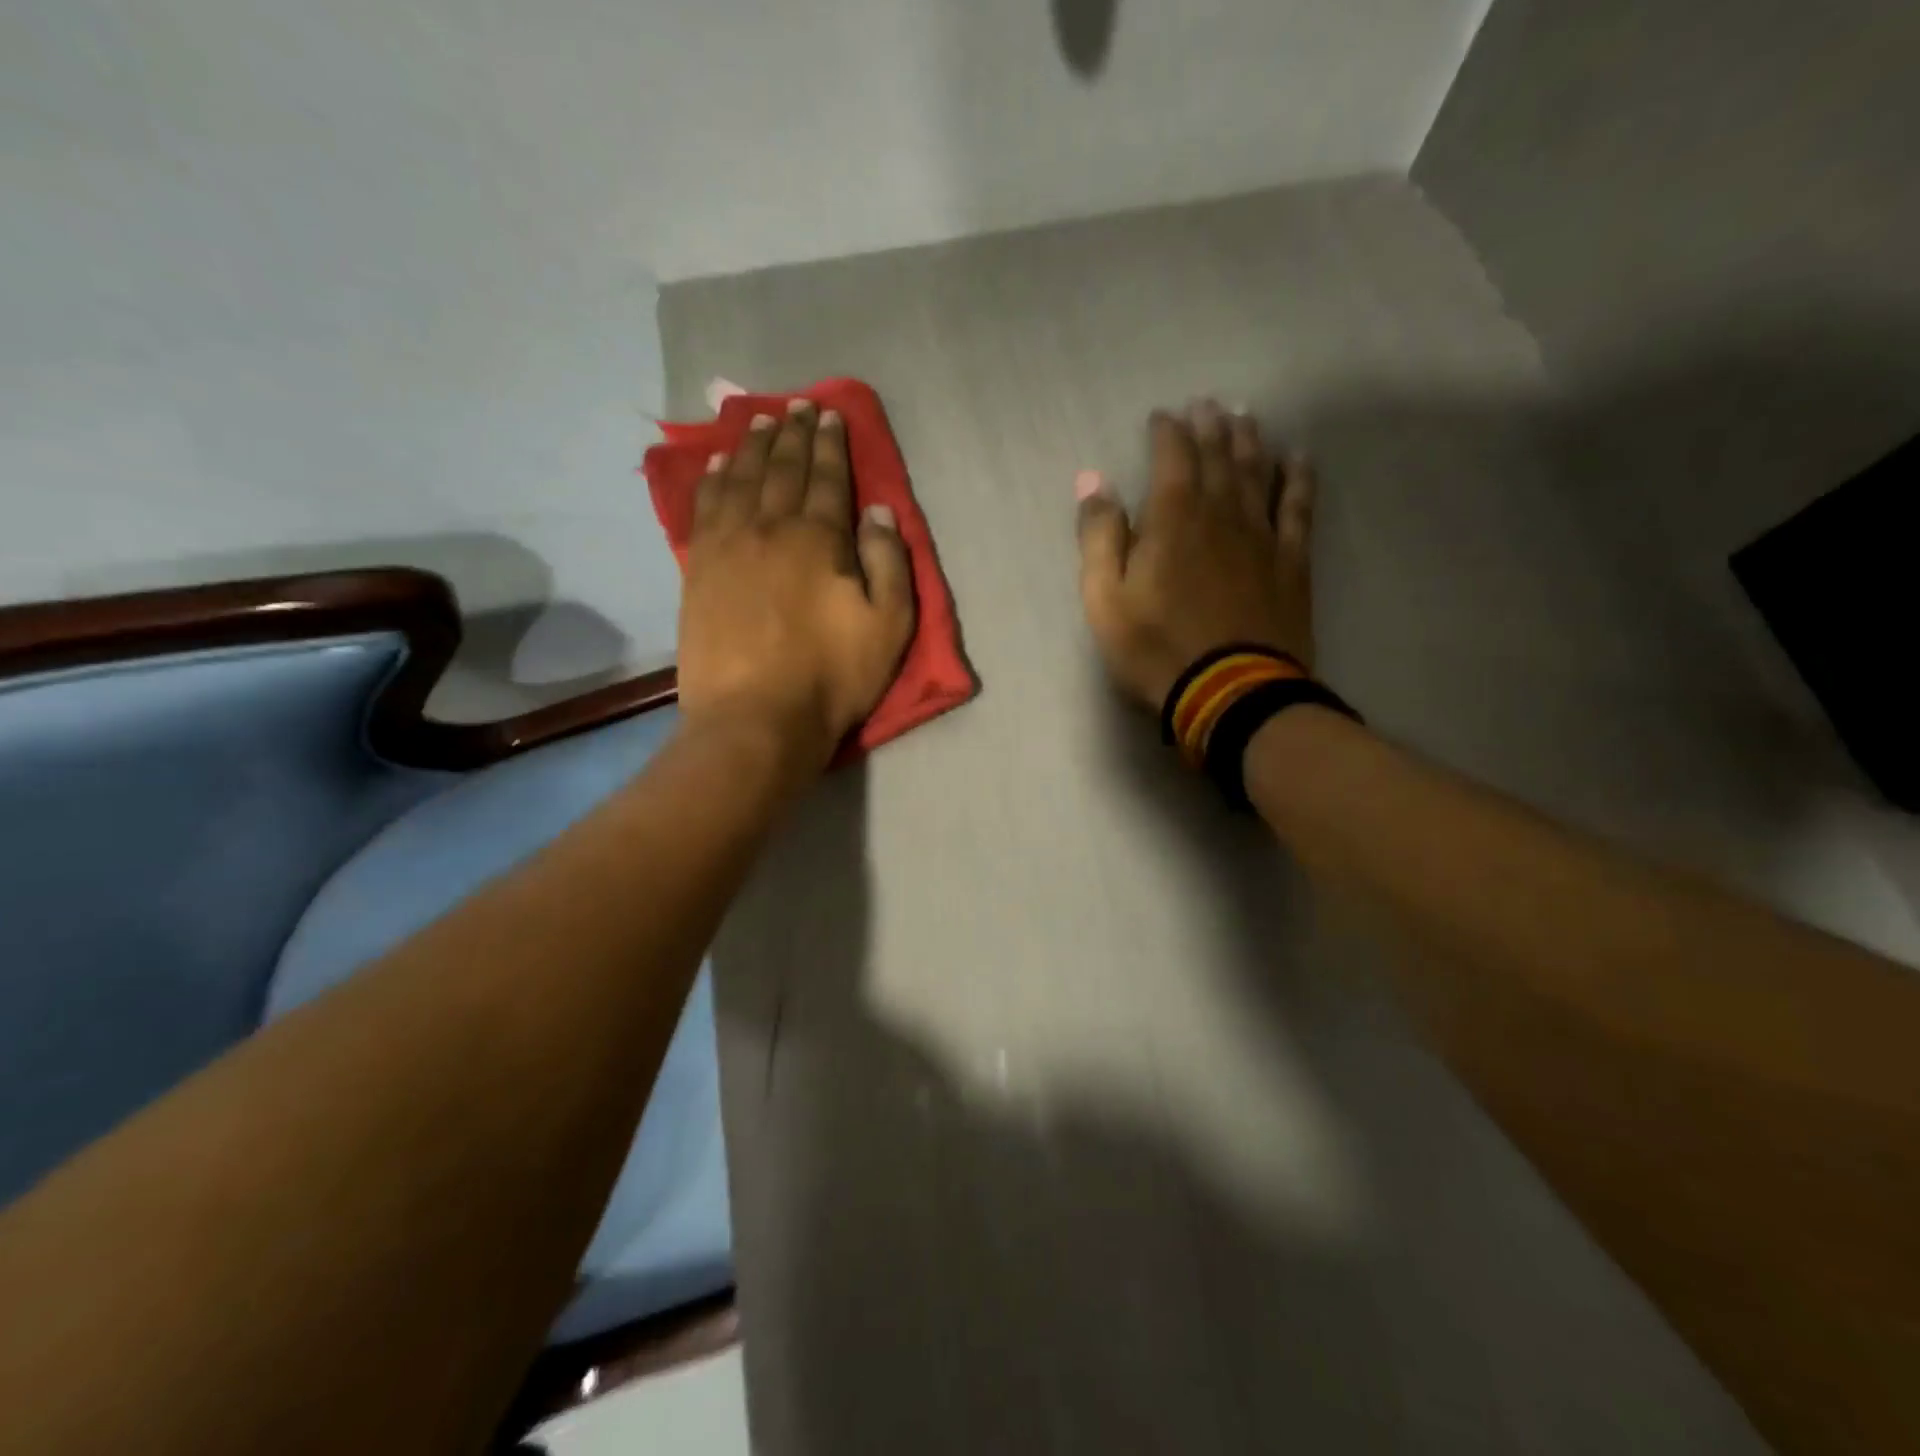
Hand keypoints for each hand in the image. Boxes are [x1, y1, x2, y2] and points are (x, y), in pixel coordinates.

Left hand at [678, 399, 915, 774]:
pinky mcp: (699, 569)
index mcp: (819, 539)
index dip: (832, 444)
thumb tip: (878, 511)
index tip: (831, 415)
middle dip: (793, 433)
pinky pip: (705, 508)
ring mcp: (729, 545)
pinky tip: (718, 464)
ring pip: (741, 478)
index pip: (828, 478)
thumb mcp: (888, 626)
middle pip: (783, 468)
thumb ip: (888, 563)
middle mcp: (771, 527)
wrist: (754, 718)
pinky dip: (713, 479)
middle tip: (798, 406)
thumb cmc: (831, 677)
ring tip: (760, 419)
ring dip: (752, 445)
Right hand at [1075, 401, 1314, 709]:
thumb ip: (1100, 537)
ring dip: (1250, 441)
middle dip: (1210, 426)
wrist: (1230, 692)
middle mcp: (1221, 513)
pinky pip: (1298, 507)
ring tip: (1246, 417)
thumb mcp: (1106, 600)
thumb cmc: (1156, 648)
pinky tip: (1299, 459)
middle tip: (1207, 404)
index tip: (1162, 416)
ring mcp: (1262, 535)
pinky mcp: (1291, 561)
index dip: (1167, 432)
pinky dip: (1298, 479)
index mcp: (1173, 519)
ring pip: (1258, 472)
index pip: (1172, 457)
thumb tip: (1093, 482)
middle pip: (1219, 456)